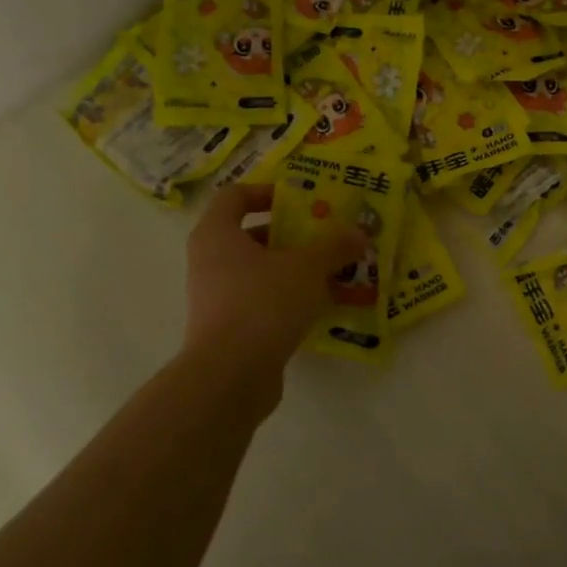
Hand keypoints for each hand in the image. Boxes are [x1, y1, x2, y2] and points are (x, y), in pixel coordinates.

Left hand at [183, 185, 364, 361]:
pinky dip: (285, 297)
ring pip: (256, 270)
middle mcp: (208, 261)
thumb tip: (359, 233)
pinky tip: (317, 305)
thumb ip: (334, 247)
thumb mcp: (308, 267)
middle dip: (289, 234)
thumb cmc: (264, 302)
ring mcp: (214, 297)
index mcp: (217, 234)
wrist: (231, 374)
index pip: (234, 196)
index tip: (300, 201)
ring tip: (329, 272)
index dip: (266, 192)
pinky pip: (258, 300)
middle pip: (248, 235)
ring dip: (291, 268)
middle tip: (324, 237)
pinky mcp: (226, 328)